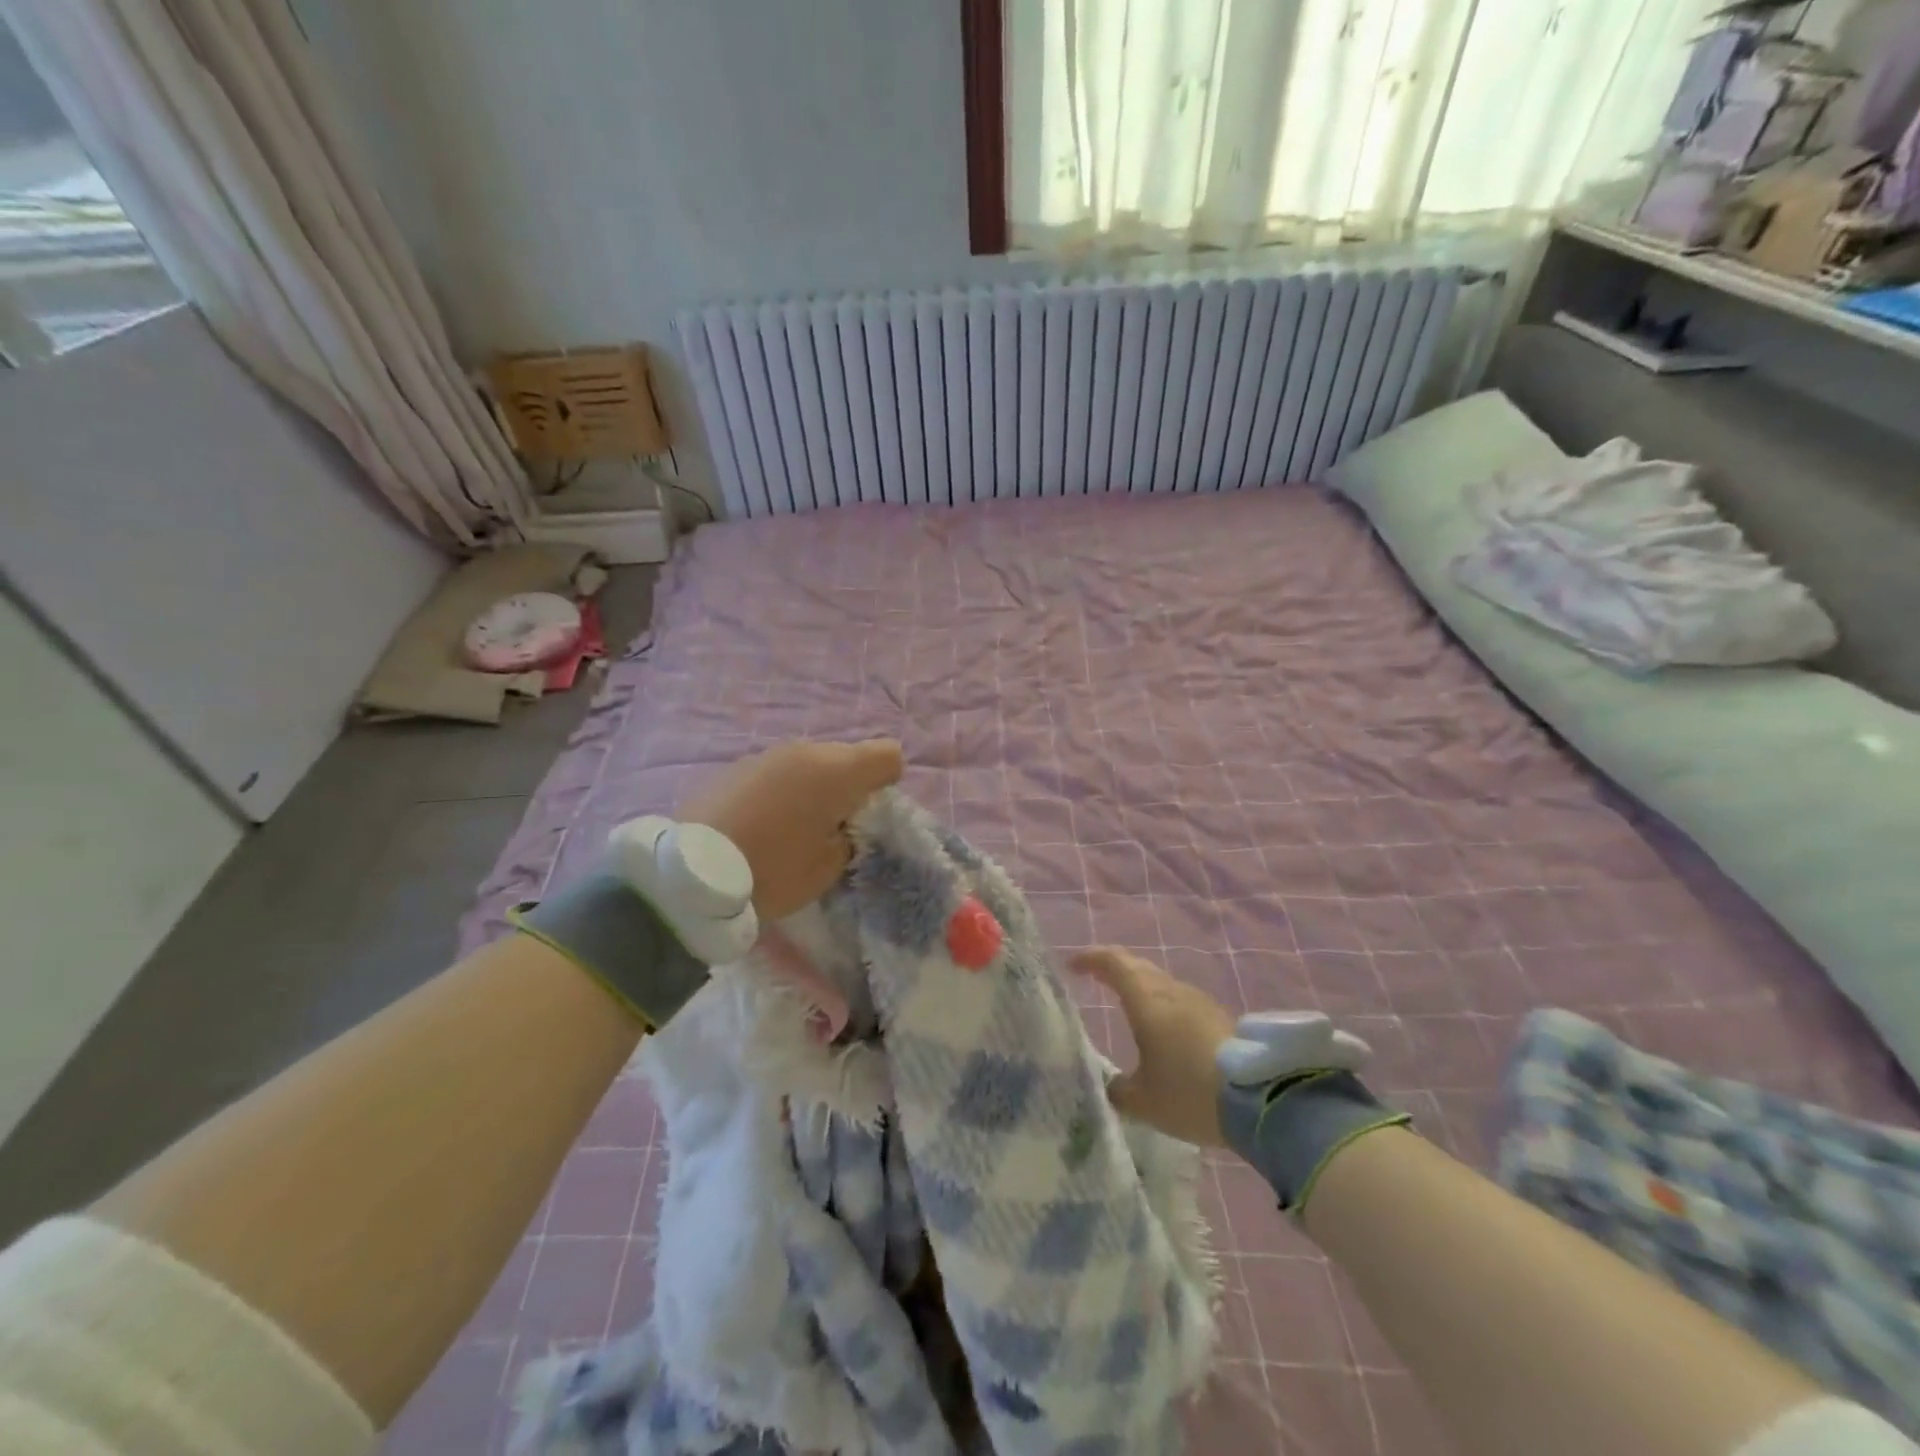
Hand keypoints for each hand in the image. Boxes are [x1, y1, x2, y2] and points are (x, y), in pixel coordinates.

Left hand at [681, 739, 903, 920]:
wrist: (691, 875)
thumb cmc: (773, 870)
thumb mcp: (828, 867)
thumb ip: (849, 837)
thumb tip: (843, 825)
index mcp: (836, 770)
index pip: (888, 755)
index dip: (888, 782)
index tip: (869, 814)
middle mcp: (804, 750)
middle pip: (846, 758)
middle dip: (848, 787)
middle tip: (833, 828)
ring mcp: (766, 755)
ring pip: (808, 765)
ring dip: (812, 789)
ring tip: (793, 828)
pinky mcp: (735, 767)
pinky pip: (776, 774)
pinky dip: (780, 792)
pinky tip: (761, 825)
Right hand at [1072, 947, 1235, 1145]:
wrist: (1263, 1100)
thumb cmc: (1190, 1092)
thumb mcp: (1143, 1102)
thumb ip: (1119, 1090)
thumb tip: (1110, 1085)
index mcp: (1145, 1000)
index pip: (1112, 963)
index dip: (1090, 959)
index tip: (1072, 965)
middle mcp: (1171, 991)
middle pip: (1138, 967)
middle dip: (1114, 969)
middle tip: (1096, 979)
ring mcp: (1199, 1001)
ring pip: (1161, 984)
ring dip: (1141, 988)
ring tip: (1127, 1005)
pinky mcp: (1220, 1018)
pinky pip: (1180, 1001)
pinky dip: (1162, 1006)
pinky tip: (1163, 1030)